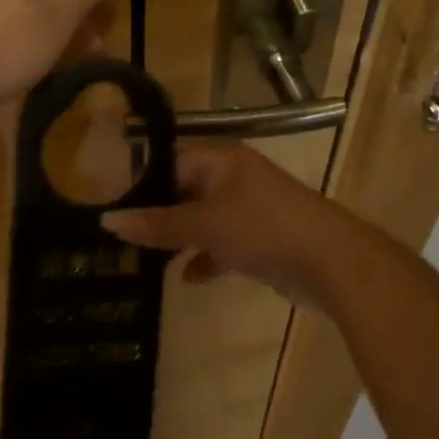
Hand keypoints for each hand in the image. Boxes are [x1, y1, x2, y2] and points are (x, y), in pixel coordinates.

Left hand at [0, 0, 117, 113]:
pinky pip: (11, 26)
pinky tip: (33, 63)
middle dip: (77, 13)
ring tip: (70, 60)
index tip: (111, 21)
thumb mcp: (55, 21)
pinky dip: (31, 40)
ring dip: (56, 30)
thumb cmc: (6, 48)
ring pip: (31, 8)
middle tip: (96, 48)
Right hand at [100, 144, 353, 309]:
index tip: (109, 203)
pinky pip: (222, 243)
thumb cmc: (262, 227)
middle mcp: (232, 177)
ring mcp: (248, 208)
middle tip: (121, 235)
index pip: (169, 160)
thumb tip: (108, 222)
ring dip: (178, 238)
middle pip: (183, 190)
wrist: (330, 261)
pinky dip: (206, 257)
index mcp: (219, 160)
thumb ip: (157, 224)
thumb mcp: (204, 224)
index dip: (140, 180)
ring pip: (201, 219)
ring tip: (144, 258)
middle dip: (156, 213)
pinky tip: (188, 278)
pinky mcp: (259, 238)